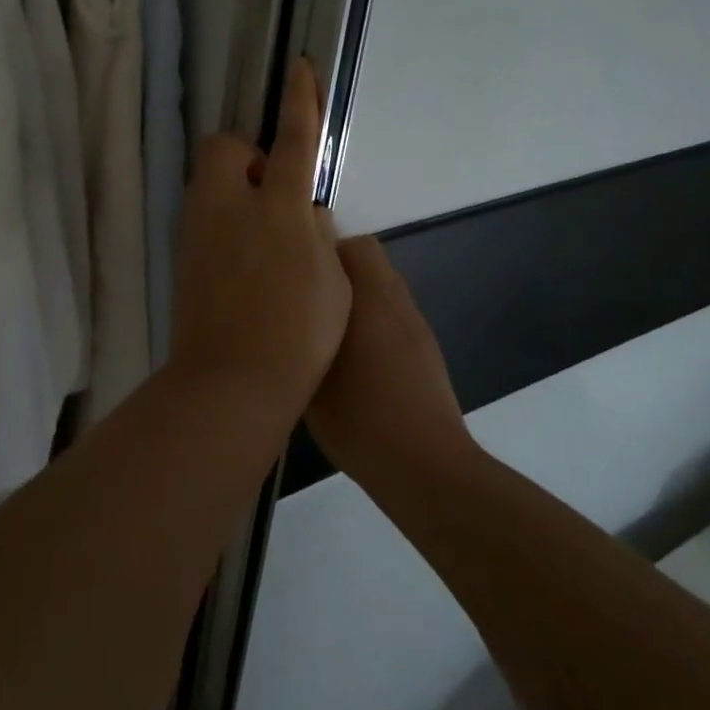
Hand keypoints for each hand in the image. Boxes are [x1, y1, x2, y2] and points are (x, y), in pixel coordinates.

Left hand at [168, 59, 351, 403]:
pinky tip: (244, 260)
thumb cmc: (298, 334)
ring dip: (236, 189)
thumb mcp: (333, 282)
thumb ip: (318, 236)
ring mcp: (198, 230)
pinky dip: (224, 220)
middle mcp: (229, 206)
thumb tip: (304, 214)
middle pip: (225, 147)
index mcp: (278, 207)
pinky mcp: (183, 255)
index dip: (300, 100)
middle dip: (248, 155)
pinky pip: (204, 216)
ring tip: (263, 234)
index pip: (293, 139)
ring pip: (210, 182)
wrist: (230, 381)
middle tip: (274, 194)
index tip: (299, 66)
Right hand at [304, 236, 473, 483]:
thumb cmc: (359, 418)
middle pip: (367, 260)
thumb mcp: (308, 377)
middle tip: (303, 299)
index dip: (319, 250)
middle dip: (336, 270)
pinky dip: (372, 323)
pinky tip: (352, 360)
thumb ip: (297, 333)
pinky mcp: (425, 350)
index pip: (350, 245)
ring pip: (380, 288)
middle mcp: (395, 300)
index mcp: (368, 296)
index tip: (291, 272)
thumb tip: (284, 314)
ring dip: (355, 297)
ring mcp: (415, 325)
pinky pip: (392, 316)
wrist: (424, 465)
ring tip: (324, 330)